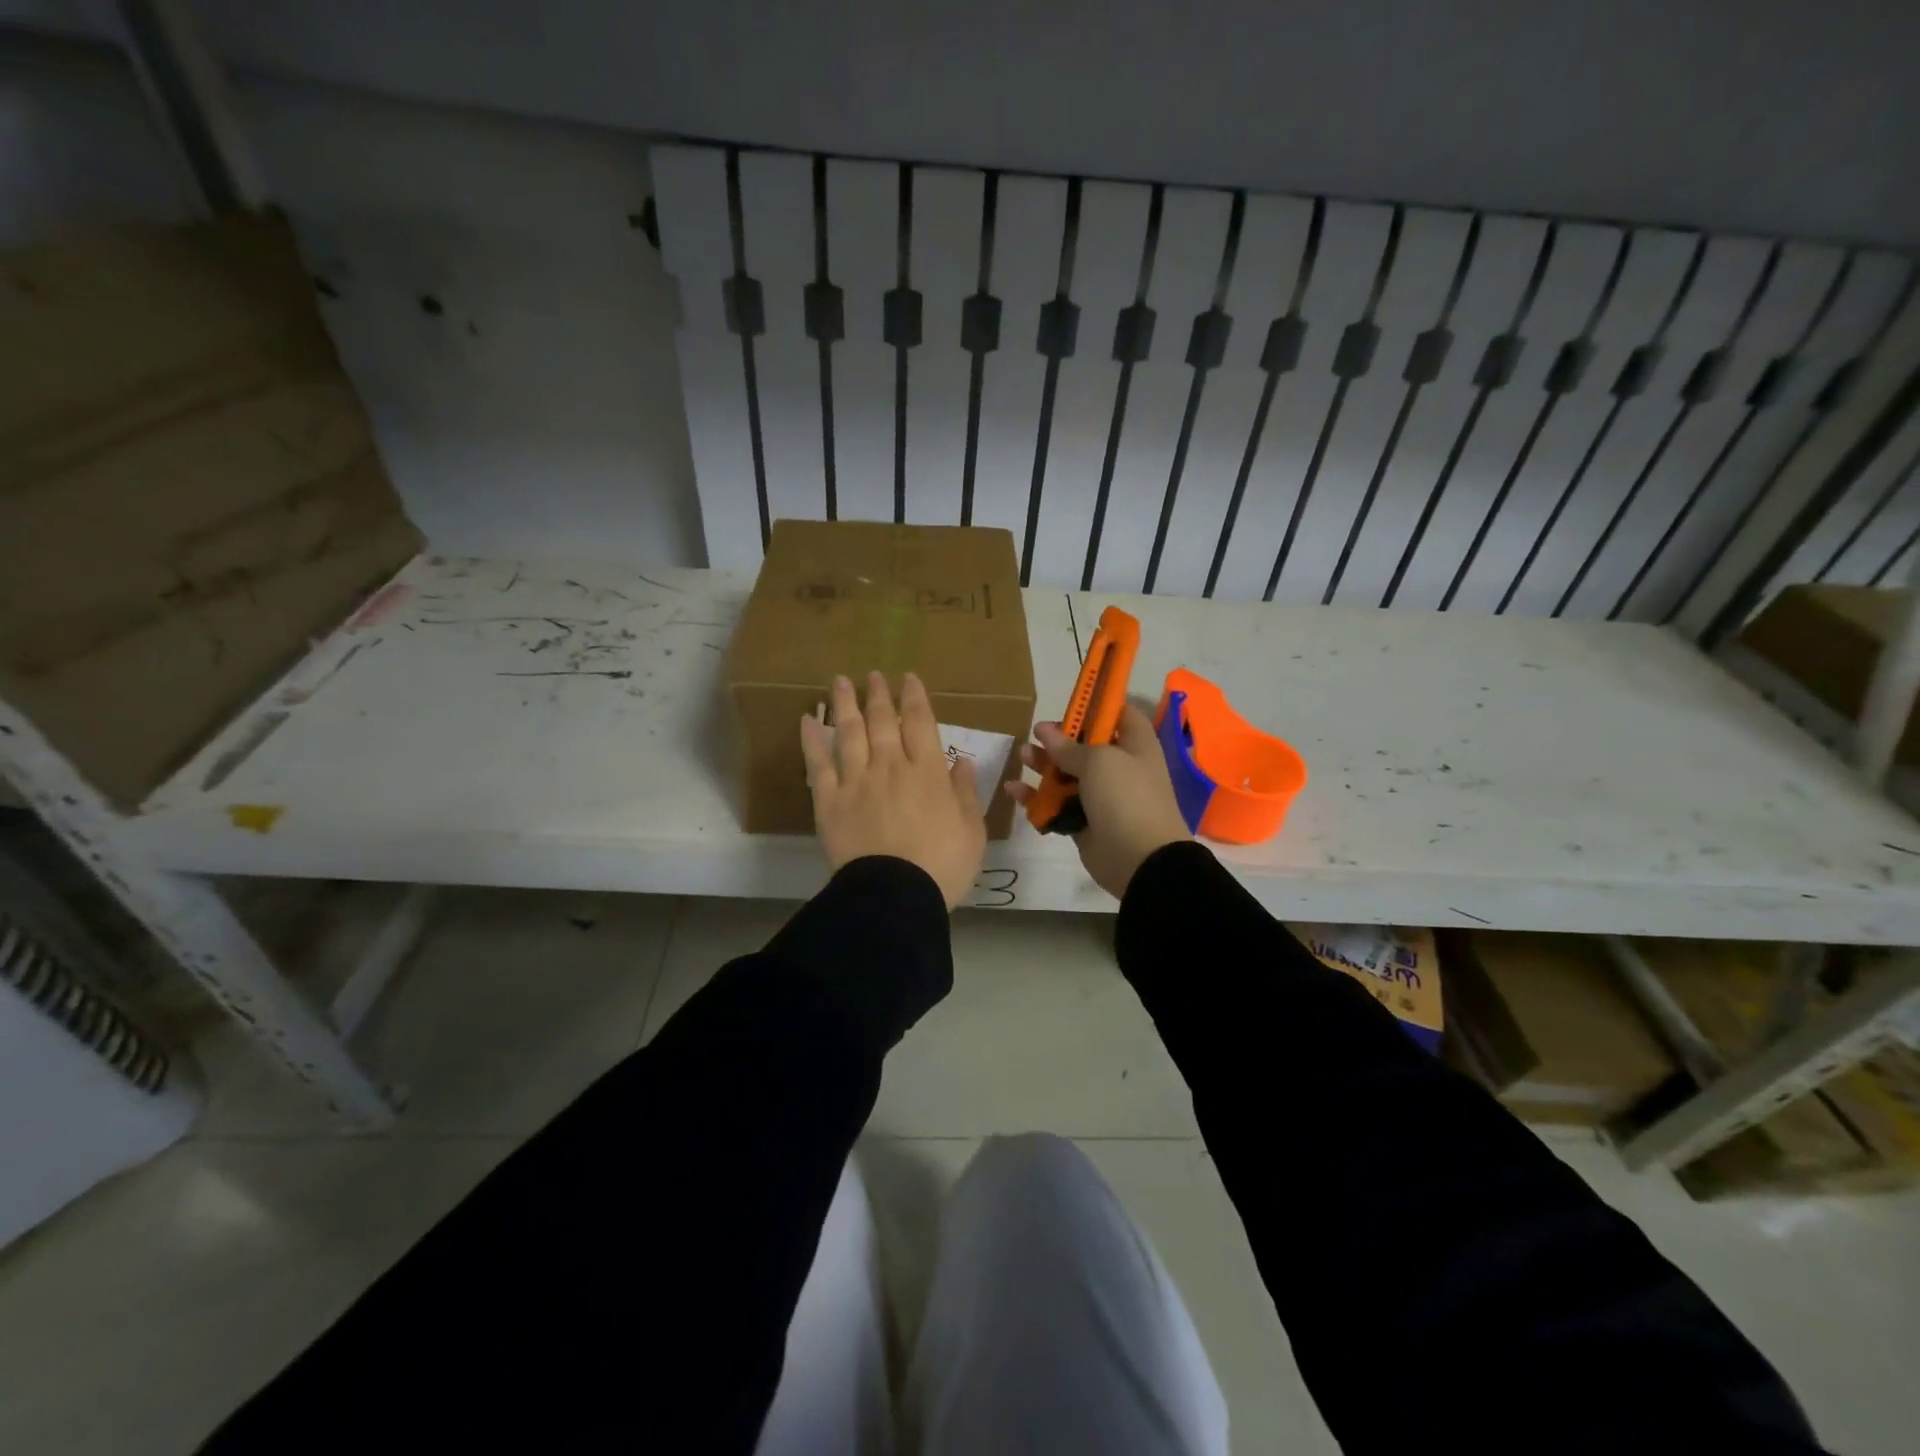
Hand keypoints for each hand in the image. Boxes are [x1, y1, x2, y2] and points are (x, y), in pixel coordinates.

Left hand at [800, 671, 987, 908]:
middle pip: (882, 721)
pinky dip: (812, 739)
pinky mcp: (829, 801)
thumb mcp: (971, 830)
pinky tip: (807, 720)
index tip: (908, 678)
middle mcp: (891, 766)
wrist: (894, 895)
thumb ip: (965, 792)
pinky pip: (818, 763)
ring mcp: (856, 781)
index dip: (914, 697)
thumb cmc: (942, 865)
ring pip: (849, 732)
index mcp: (927, 772)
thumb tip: (963, 760)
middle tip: (874, 674)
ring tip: (841, 682)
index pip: (920, 723)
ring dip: (846, 704)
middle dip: (879, 694)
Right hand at [1005, 702, 1191, 899]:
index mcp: (1135, 745)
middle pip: (1086, 745)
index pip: (1119, 714)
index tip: (1069, 701)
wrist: (1141, 859)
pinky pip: (1057, 804)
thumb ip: (1069, 746)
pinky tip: (1013, 790)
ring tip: (1022, 757)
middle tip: (1035, 735)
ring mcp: (1102, 796)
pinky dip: (1036, 798)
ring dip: (1044, 765)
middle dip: (1059, 739)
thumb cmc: (1126, 797)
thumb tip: (1044, 729)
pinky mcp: (1084, 821)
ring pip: (1068, 774)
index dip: (1096, 705)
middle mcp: (1120, 767)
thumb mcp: (1099, 762)